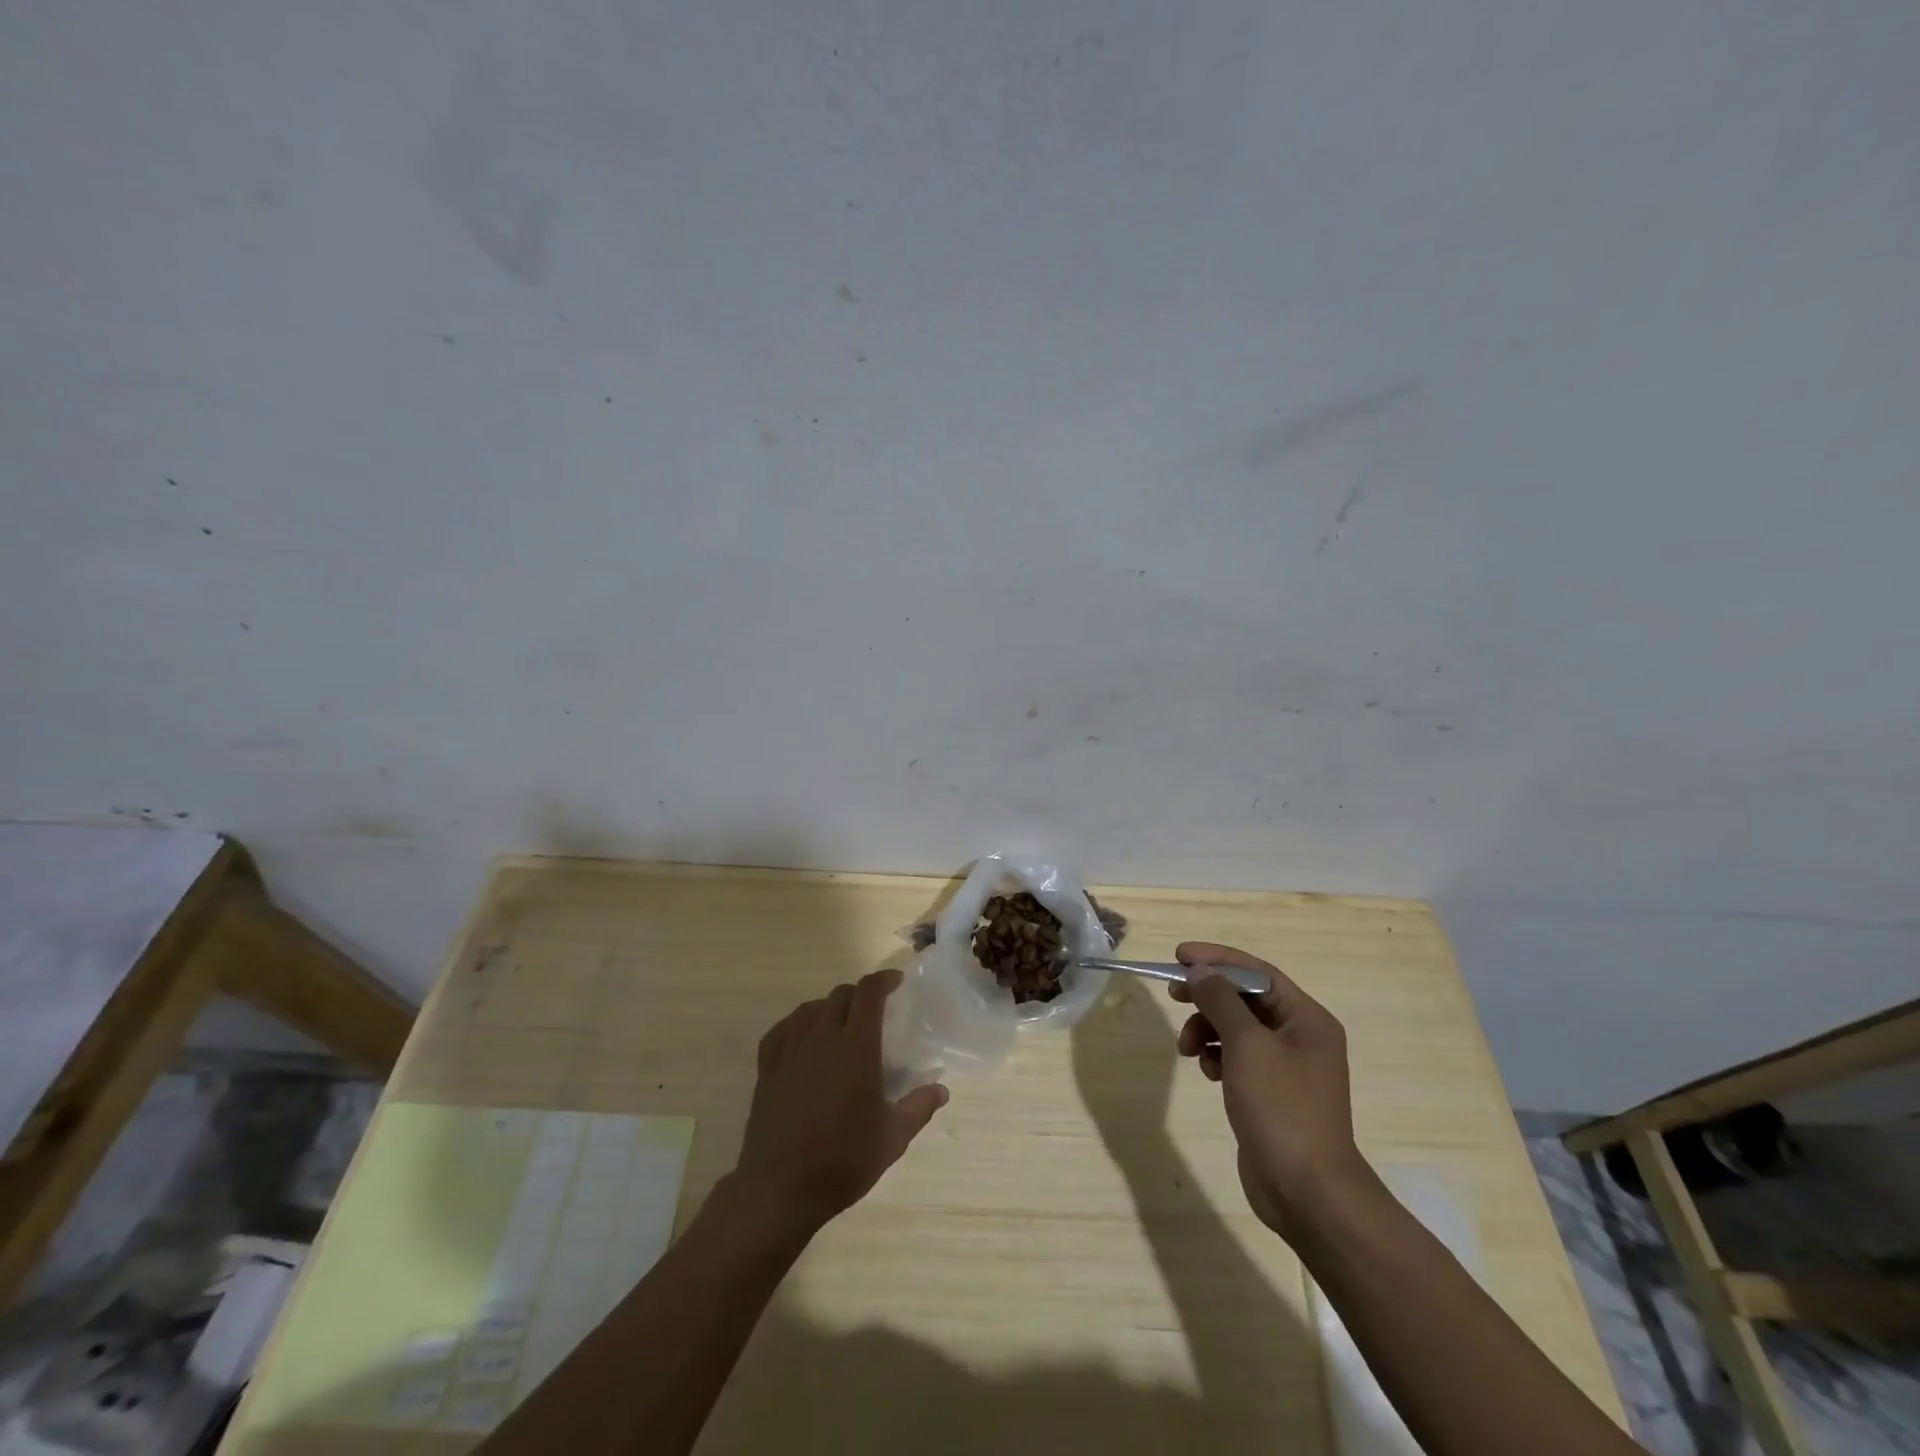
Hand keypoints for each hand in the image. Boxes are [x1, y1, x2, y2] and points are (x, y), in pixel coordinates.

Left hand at [734, 968, 948, 1235]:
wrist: (780, 1189)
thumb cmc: (843, 1161)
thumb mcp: (893, 1138)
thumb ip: (919, 1107)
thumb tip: (942, 1090)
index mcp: (856, 1047)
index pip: (869, 993)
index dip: (883, 980)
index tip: (896, 983)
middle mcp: (822, 1038)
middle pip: (840, 995)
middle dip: (859, 995)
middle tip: (873, 1011)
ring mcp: (790, 1051)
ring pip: (810, 1009)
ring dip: (829, 1007)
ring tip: (840, 1023)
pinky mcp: (767, 1069)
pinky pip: (781, 1030)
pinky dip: (796, 1024)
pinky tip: (802, 1036)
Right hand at [1170, 942, 1376, 1238]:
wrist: (1307, 1192)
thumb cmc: (1281, 1108)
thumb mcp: (1247, 1046)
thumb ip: (1220, 1001)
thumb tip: (1199, 971)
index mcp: (1307, 1019)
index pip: (1257, 973)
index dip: (1217, 960)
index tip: (1179, 956)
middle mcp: (1301, 1036)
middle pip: (1246, 998)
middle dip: (1208, 995)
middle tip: (1172, 994)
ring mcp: (1287, 1066)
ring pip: (1237, 1028)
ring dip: (1208, 1029)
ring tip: (1187, 1048)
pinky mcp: (1271, 1092)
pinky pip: (1238, 1057)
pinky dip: (1217, 1055)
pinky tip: (1206, 1070)